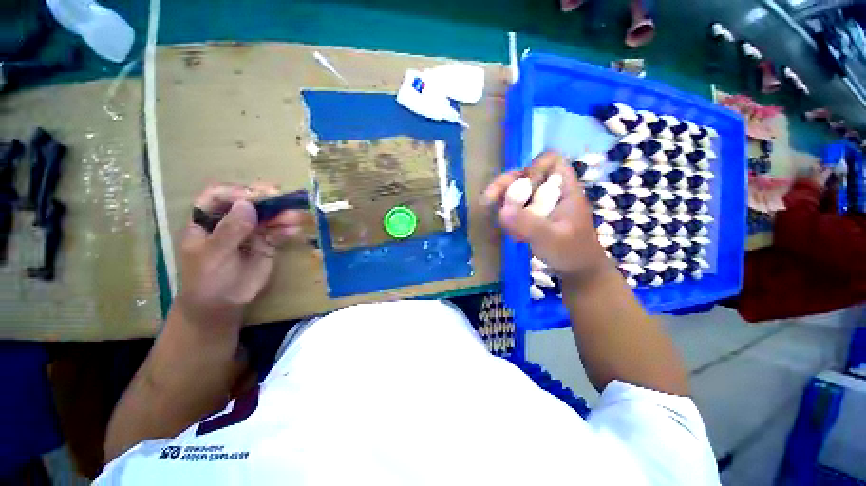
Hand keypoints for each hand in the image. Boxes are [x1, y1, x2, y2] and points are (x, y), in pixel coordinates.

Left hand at [175, 184, 310, 328]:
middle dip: (266, 199)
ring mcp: (250, 231)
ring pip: (267, 217)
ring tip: (297, 217)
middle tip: (283, 197)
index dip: (237, 192)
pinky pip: (278, 232)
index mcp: (207, 219)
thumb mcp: (213, 254)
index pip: (219, 196)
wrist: (222, 304)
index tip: (256, 197)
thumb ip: (230, 230)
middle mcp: (230, 220)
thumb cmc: (207, 278)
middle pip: (248, 202)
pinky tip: (295, 231)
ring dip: (282, 214)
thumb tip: (247, 204)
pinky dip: (287, 230)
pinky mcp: (267, 243)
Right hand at [483, 151, 607, 279]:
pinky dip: (506, 216)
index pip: (550, 161)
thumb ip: (529, 225)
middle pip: (525, 174)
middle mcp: (549, 191)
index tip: (522, 188)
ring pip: (516, 190)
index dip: (533, 168)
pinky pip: (513, 207)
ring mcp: (538, 203)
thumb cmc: (572, 252)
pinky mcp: (530, 215)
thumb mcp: (552, 239)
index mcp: (564, 189)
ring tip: (499, 221)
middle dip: (505, 184)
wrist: (576, 271)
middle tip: (488, 200)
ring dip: (502, 201)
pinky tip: (509, 232)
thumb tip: (501, 211)